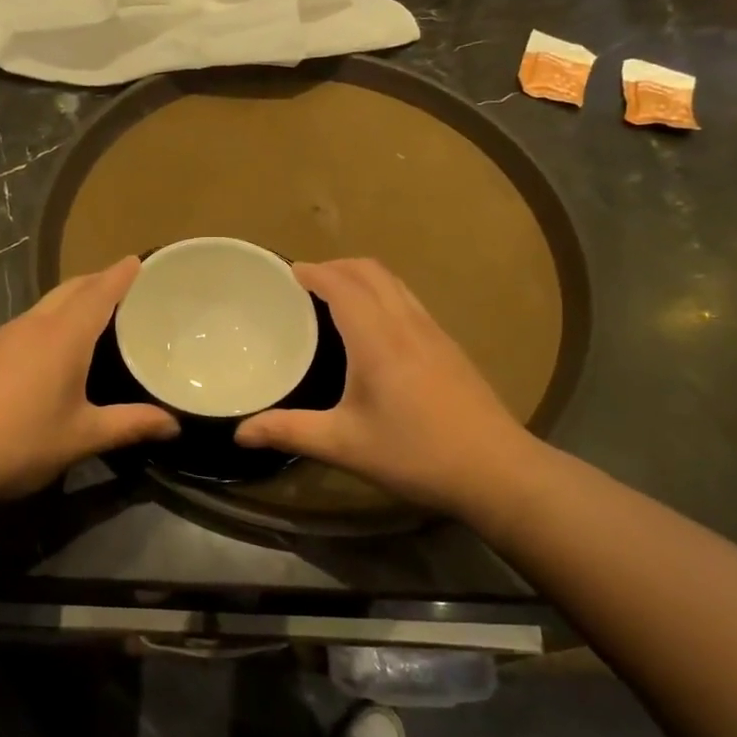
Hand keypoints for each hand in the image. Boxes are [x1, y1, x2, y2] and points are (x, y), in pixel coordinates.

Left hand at [0, 257, 177, 506]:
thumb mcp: (82, 437)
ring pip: (46, 303)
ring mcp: (3, 336)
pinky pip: (28, 322)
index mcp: (63, 336)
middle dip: (98, 280)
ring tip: (95, 313)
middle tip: (125, 286)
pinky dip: (51, 318)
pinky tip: (52, 347)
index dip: (121, 275)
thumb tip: (175, 424)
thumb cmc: (18, 442)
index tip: (139, 260)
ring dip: (73, 298)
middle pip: (71, 288)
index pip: (100, 292)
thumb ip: (130, 426)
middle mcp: (33, 325)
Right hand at [235, 259, 540, 519]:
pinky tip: (374, 327)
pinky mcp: (449, 346)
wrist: (496, 470)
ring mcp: (433, 332)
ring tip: (335, 296)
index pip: (341, 284)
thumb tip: (240, 433)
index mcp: (377, 338)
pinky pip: (408, 300)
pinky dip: (382, 293)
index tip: (287, 273)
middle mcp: (406, 323)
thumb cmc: (415, 453)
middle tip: (305, 283)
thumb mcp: (344, 445)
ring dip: (361, 276)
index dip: (313, 272)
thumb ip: (289, 432)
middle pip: (370, 271)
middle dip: (335, 266)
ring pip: (394, 282)